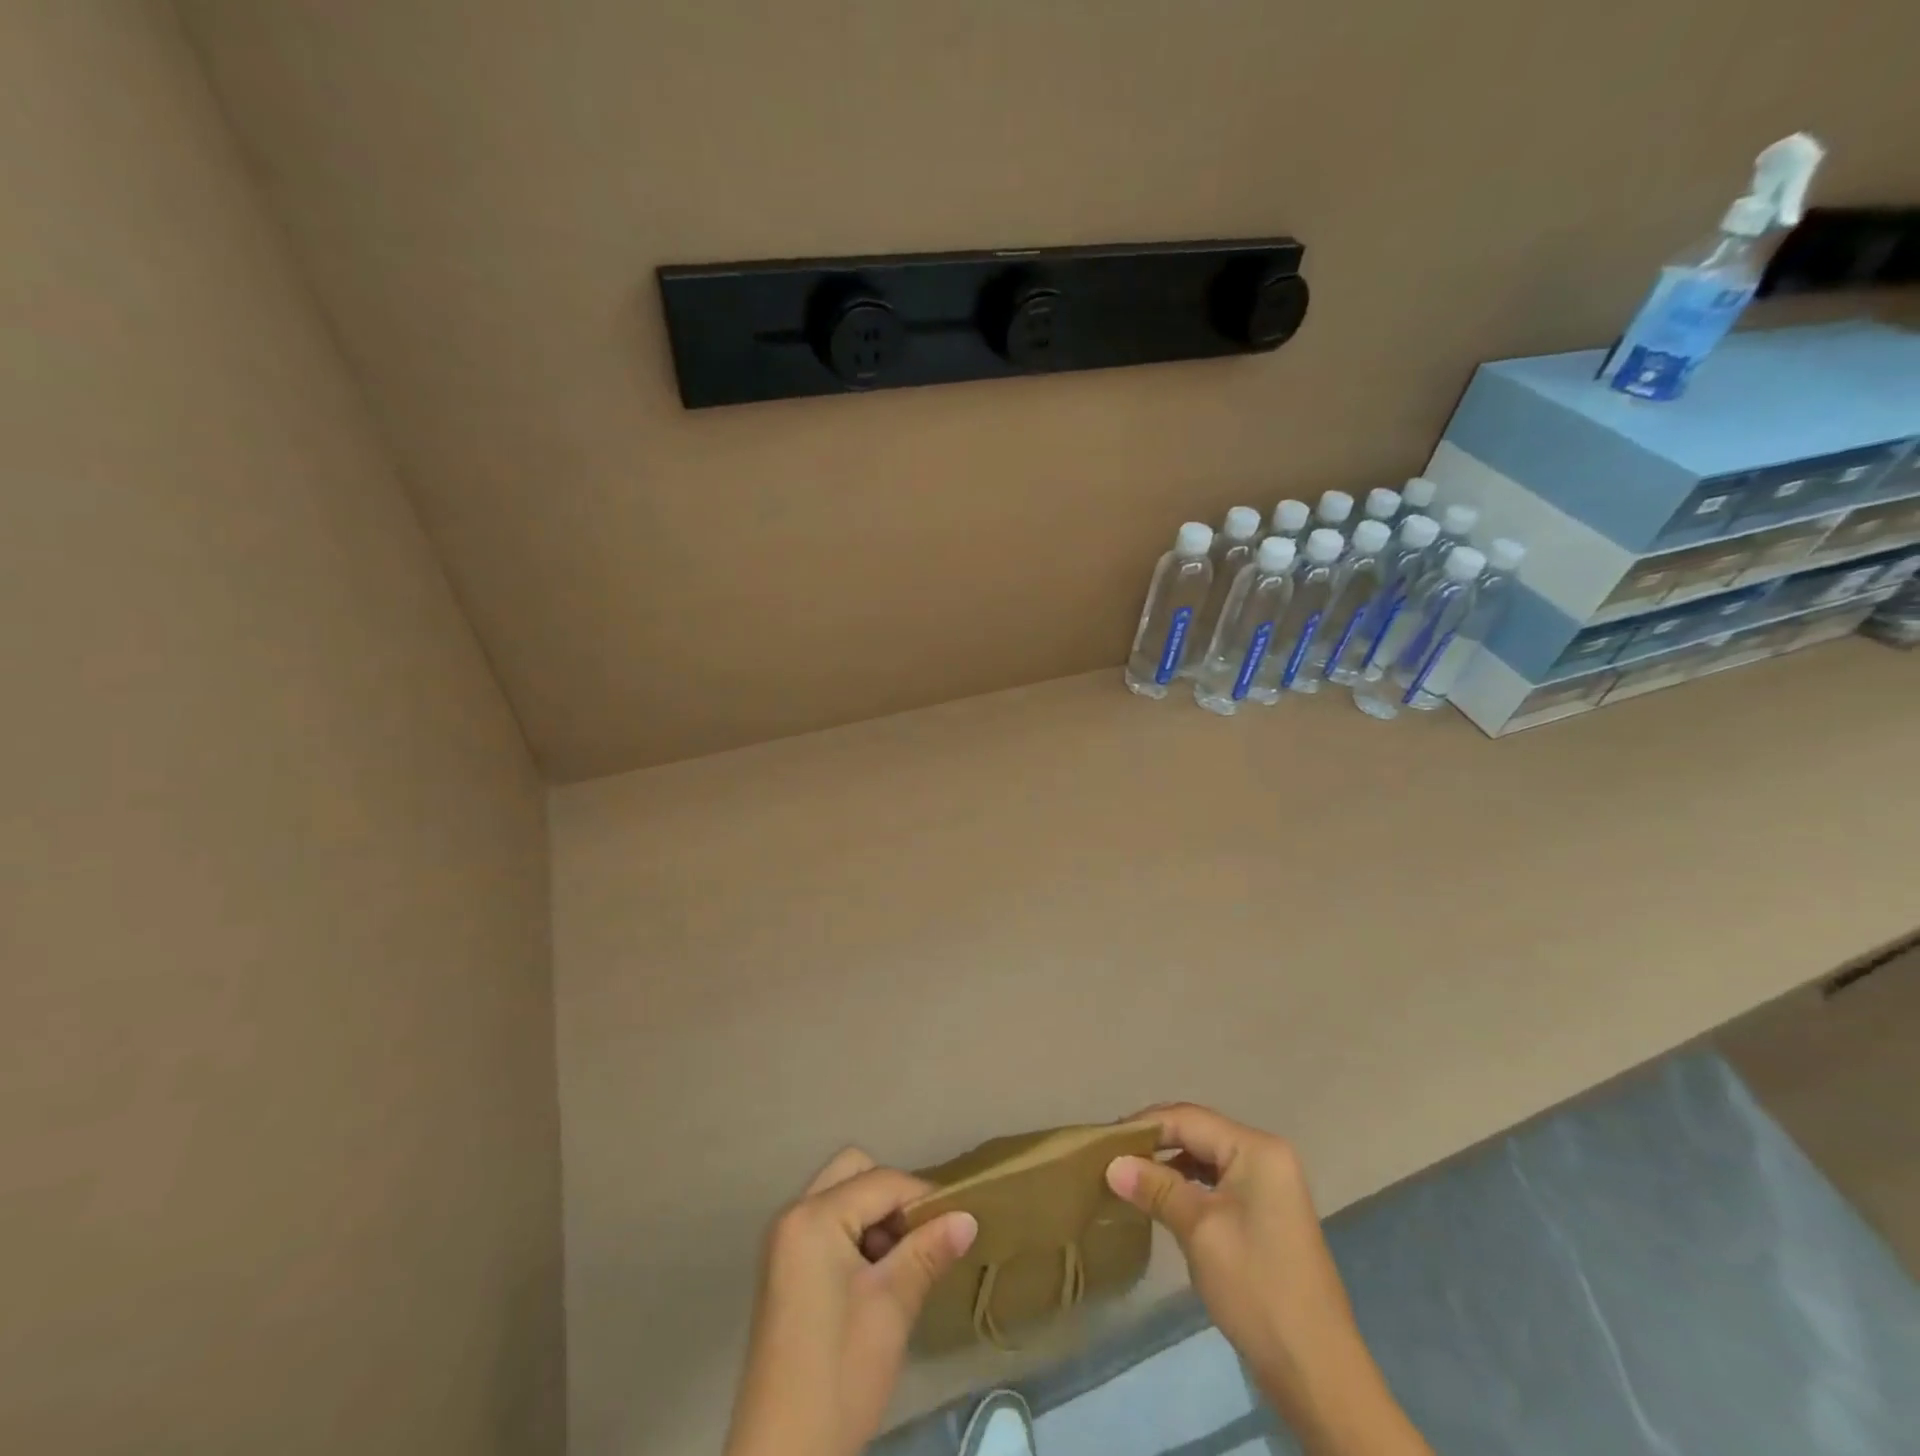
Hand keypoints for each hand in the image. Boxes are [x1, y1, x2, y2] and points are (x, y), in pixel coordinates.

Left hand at [724, 1147, 977, 1455]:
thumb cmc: (840, 1374)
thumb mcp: (891, 1307)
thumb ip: (928, 1251)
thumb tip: (968, 1216)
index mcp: (813, 1217)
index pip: (881, 1181)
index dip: (923, 1197)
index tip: (956, 1223)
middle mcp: (792, 1214)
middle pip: (853, 1171)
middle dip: (891, 1196)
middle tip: (918, 1238)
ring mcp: (783, 1242)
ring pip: (840, 1196)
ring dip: (874, 1216)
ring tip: (900, 1265)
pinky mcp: (784, 1268)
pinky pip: (826, 1224)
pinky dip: (854, 1234)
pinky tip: (875, 1280)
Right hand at [1106, 1104, 1430, 1455]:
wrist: (1316, 1372)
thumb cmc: (1257, 1288)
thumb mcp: (1200, 1231)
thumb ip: (1156, 1188)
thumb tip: (1112, 1164)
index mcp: (1256, 1149)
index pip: (1188, 1119)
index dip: (1144, 1126)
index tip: (1103, 1140)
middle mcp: (1265, 1156)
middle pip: (1198, 1133)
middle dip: (1155, 1143)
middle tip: (1111, 1157)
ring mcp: (1269, 1186)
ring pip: (1206, 1158)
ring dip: (1168, 1165)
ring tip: (1128, 1176)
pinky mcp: (1265, 1214)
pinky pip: (1217, 1183)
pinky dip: (1187, 1186)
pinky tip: (1161, 1200)